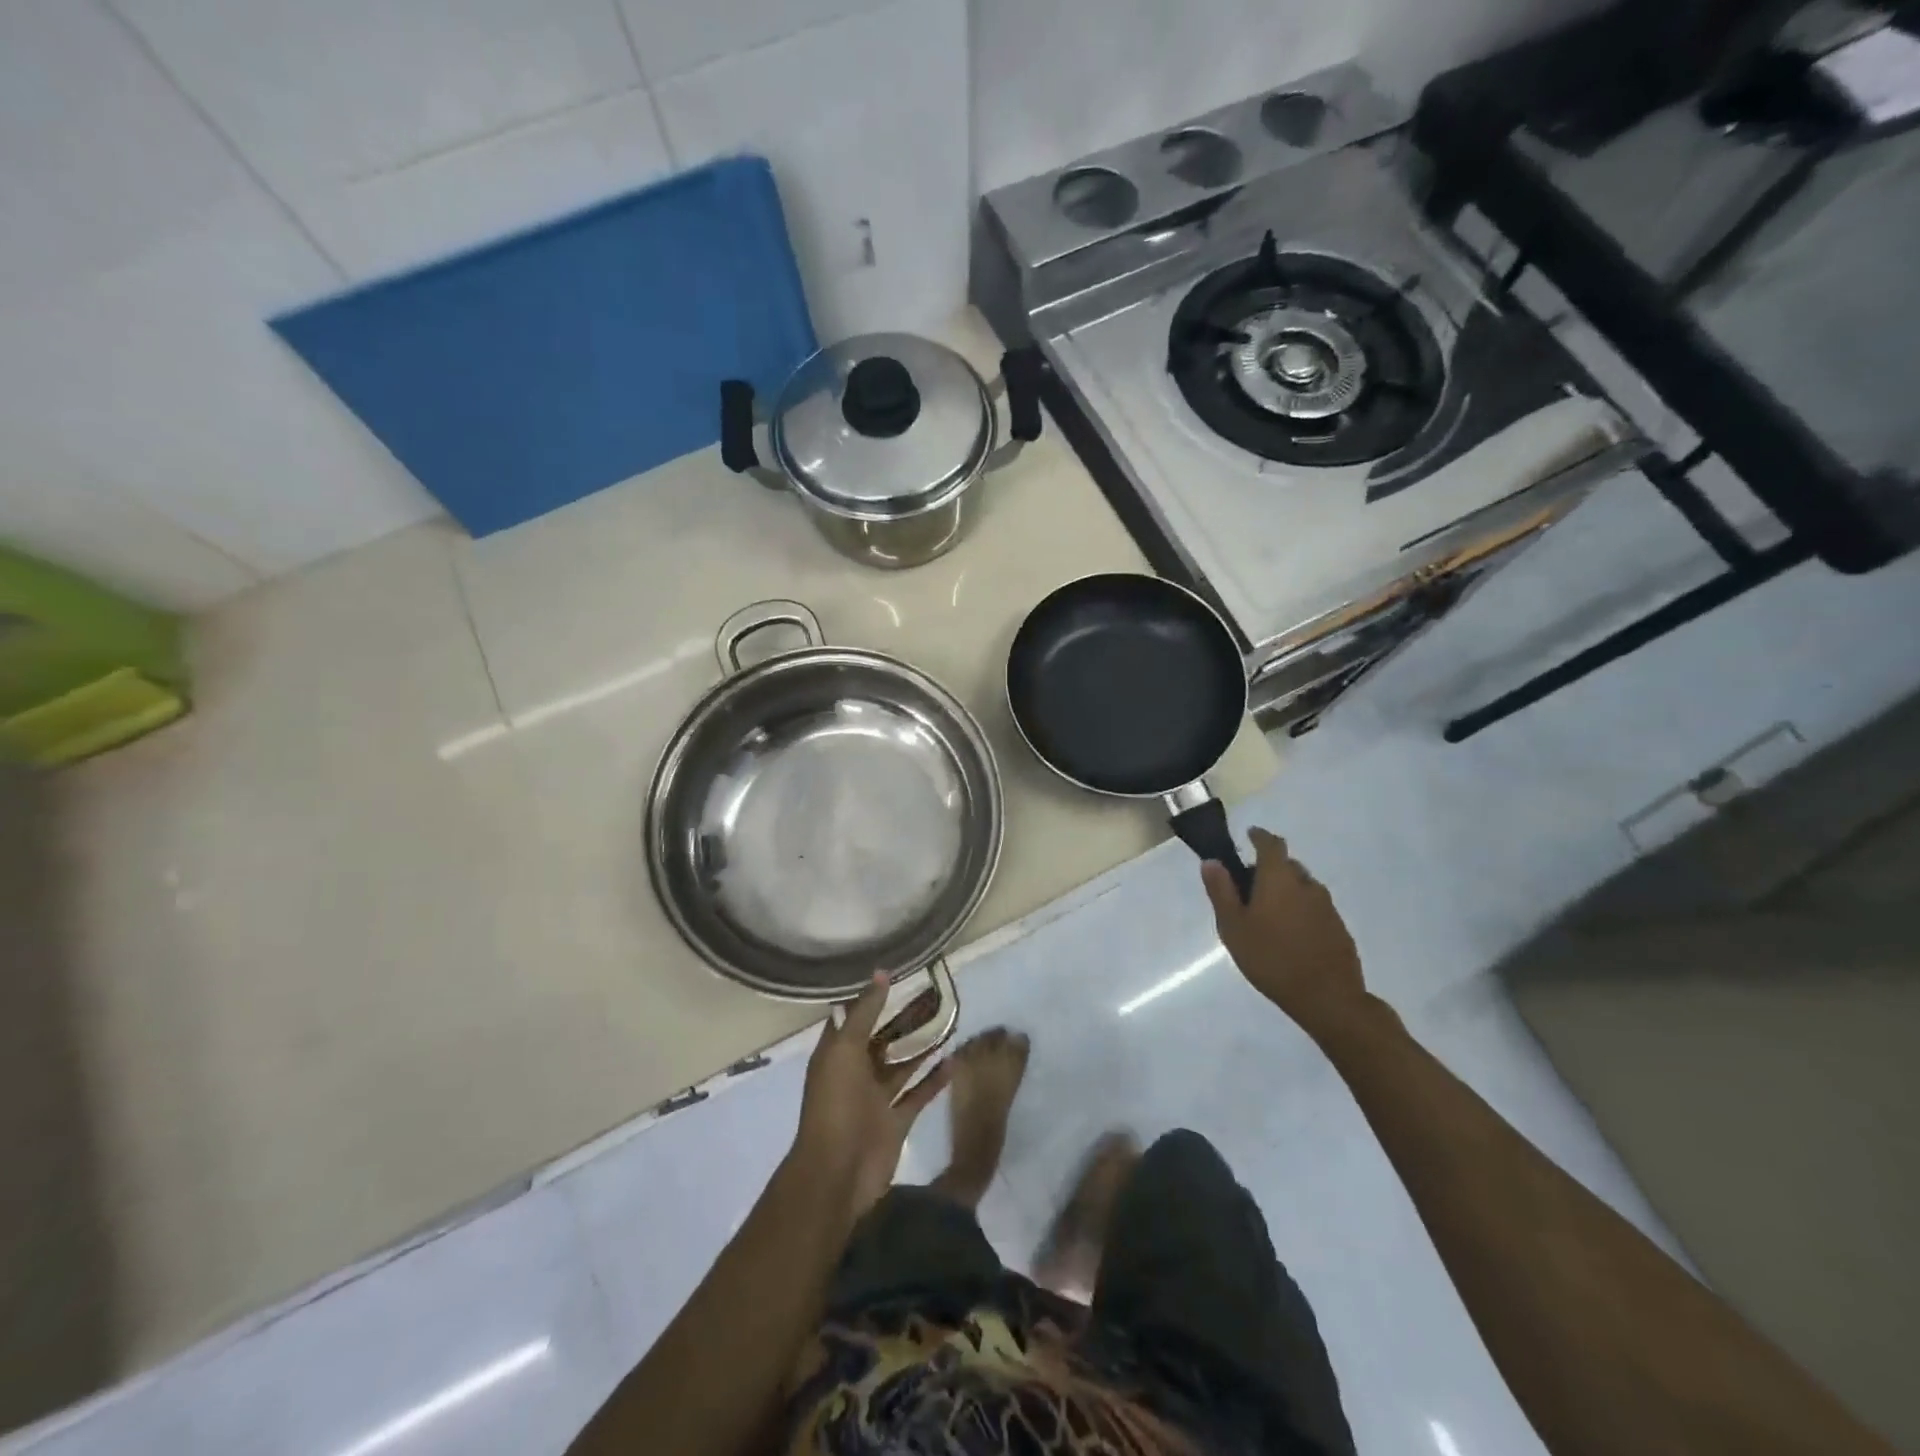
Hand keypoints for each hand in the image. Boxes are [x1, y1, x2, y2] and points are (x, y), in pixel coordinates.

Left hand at [793, 975, 952, 1213]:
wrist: (838, 1174)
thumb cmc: (836, 1105)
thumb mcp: (845, 1050)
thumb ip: (864, 1013)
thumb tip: (880, 973)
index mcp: (837, 1054)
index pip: (854, 1017)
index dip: (872, 996)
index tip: (898, 973)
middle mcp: (856, 1072)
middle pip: (882, 1039)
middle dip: (903, 1019)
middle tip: (933, 994)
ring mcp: (876, 1098)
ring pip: (902, 1065)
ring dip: (922, 1046)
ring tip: (948, 1021)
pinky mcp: (896, 1121)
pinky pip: (918, 1094)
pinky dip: (934, 1079)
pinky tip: (954, 1060)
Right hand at [1202, 827, 1370, 1043]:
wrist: (1328, 998)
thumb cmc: (1271, 958)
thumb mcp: (1233, 927)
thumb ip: (1221, 891)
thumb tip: (1211, 861)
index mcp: (1279, 878)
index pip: (1271, 844)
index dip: (1259, 836)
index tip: (1249, 836)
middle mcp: (1307, 885)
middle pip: (1287, 866)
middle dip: (1269, 869)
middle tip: (1249, 889)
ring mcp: (1327, 907)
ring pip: (1303, 888)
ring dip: (1286, 892)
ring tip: (1268, 917)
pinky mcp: (1339, 929)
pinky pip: (1315, 909)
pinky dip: (1301, 912)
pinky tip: (1290, 937)